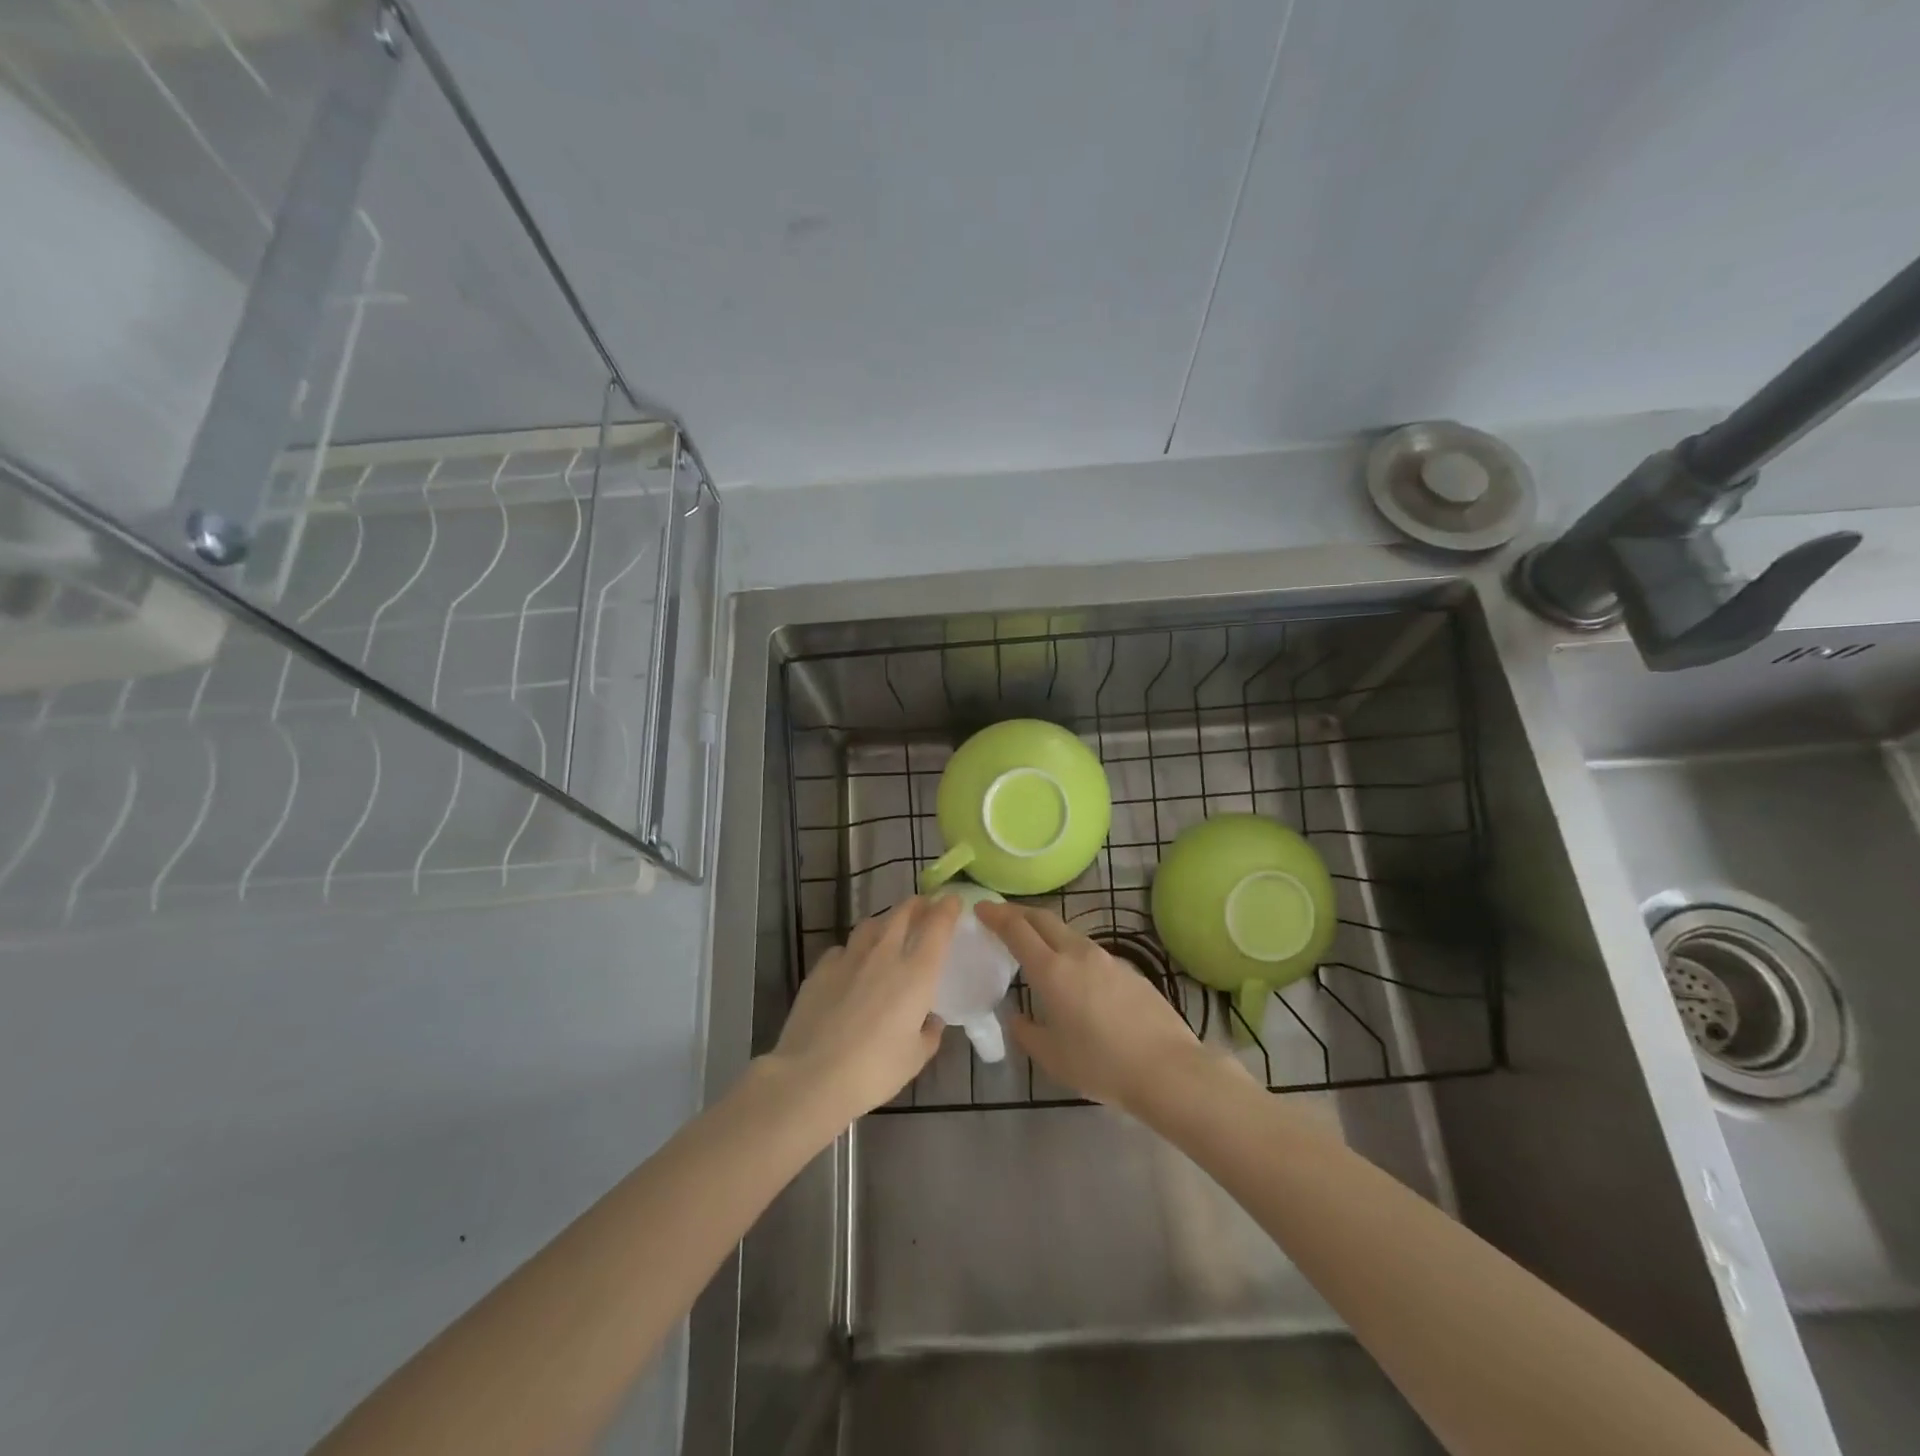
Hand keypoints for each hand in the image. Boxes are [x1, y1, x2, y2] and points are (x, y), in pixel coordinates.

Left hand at [766, 896, 960, 1124]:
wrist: (812, 1076)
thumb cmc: (874, 1071)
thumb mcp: (914, 1058)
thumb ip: (929, 1033)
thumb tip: (931, 1020)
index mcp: (916, 973)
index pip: (937, 926)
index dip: (946, 908)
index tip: (952, 901)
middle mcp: (884, 955)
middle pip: (902, 913)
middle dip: (917, 905)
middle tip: (924, 907)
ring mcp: (849, 958)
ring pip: (871, 924)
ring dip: (885, 921)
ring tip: (889, 929)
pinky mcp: (821, 968)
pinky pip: (843, 948)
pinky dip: (854, 949)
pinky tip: (852, 964)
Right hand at [975, 902, 1215, 1113]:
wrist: (1168, 1070)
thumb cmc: (1102, 1065)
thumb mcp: (1053, 1058)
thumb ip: (1028, 1033)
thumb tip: (1018, 1018)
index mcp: (1052, 971)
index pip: (1017, 929)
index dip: (996, 915)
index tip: (980, 908)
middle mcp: (1078, 954)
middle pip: (1044, 918)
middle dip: (1019, 912)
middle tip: (1001, 917)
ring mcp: (1107, 959)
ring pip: (1069, 933)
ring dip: (1046, 931)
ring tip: (1036, 947)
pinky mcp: (1129, 970)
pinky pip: (1090, 952)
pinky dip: (1071, 952)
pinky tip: (1075, 977)